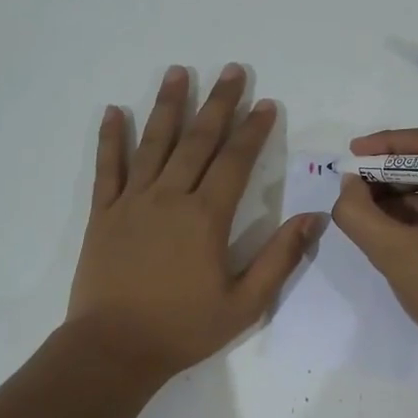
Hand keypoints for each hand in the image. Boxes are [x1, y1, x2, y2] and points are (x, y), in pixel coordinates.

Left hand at [68, 64, 320, 382]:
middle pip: (197, 141)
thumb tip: (313, 219)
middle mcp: (169, 198)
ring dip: (168, 106)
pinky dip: (111, 138)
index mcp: (206, 218)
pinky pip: (107, 168)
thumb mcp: (245, 303)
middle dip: (218, 104)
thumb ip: (279, 259)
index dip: (253, 130)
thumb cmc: (183, 328)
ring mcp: (132, 203)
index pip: (235, 162)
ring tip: (179, 71)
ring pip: (154, 144)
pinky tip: (114, 111)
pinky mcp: (103, 215)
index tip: (266, 103)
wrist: (114, 348)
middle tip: (232, 70)